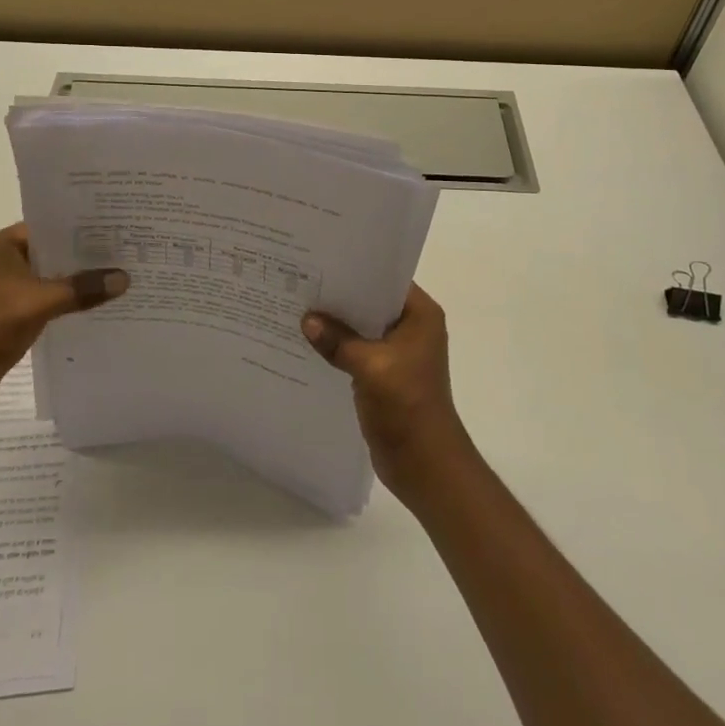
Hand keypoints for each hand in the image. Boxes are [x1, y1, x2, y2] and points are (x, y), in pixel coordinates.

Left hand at [0, 225, 126, 423]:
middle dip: (85, 255)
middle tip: (126, 251)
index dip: (81, 226)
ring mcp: (6, 291)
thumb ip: (82, 288)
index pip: (49, 225)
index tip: (116, 225)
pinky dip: (67, 303)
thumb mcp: (40, 302)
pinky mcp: (10, 317)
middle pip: (52, 252)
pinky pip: (47, 301)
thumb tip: (124, 278)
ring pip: (51, 278)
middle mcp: (3, 261)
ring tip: (118, 276)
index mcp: (3, 245)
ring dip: (77, 281)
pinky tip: (96, 306)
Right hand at [303, 284, 474, 504]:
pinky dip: (338, 346)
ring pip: (362, 327)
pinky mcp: (385, 374)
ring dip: (337, 323)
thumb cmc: (407, 406)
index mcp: (420, 315)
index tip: (322, 260)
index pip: (386, 279)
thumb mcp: (370, 366)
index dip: (356, 269)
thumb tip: (307, 320)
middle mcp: (412, 327)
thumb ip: (338, 340)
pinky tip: (309, 342)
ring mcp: (399, 352)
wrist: (425, 465)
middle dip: (340, 296)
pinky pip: (357, 350)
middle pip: (371, 302)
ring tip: (299, 306)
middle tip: (302, 280)